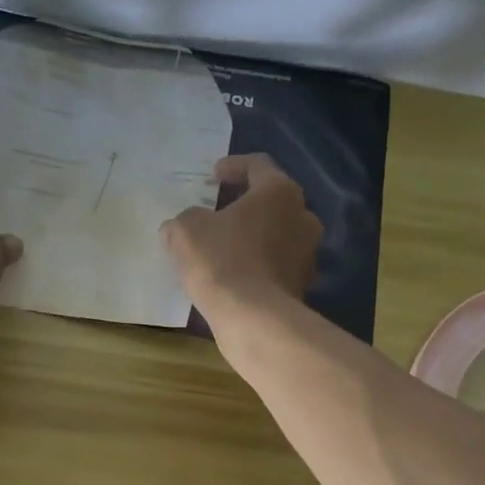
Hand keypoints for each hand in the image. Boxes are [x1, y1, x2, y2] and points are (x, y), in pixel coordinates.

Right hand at [161, 154, 322, 317]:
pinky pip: (277, 266)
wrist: (253, 319)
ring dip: (253, 237)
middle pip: (273, 202)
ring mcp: (307, 254)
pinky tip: (235, 276)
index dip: (233, 166)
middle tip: (219, 211)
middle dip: (246, 205)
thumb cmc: (222, 261)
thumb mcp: (187, 231)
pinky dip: (258, 265)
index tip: (214, 175)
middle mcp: (303, 217)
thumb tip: (177, 227)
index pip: (258, 165)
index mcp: (280, 192)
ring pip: (277, 235)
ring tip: (224, 247)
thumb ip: (183, 220)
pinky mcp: (302, 285)